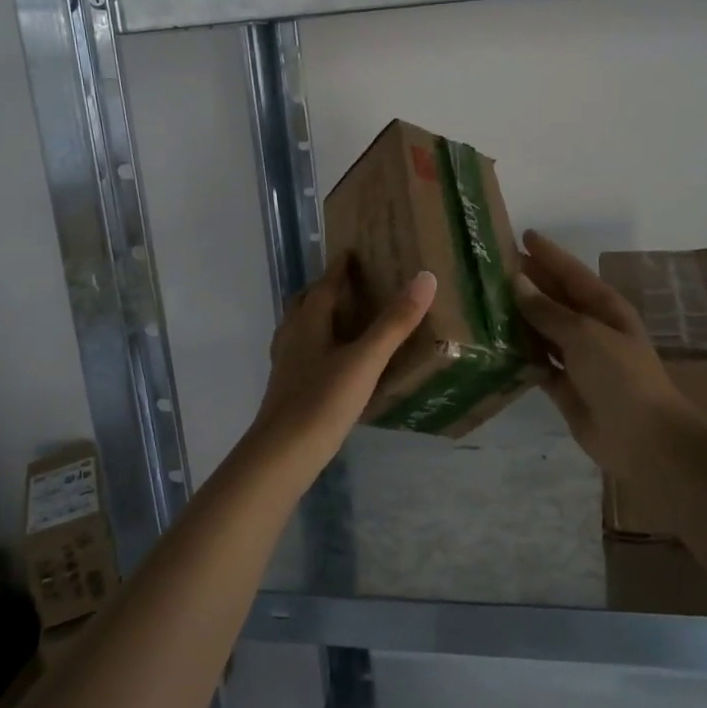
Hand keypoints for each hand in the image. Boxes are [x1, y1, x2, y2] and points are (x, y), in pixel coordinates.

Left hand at [246, 254, 437, 476]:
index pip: (323, 286)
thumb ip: (394, 323)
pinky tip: (329, 364)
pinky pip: (299, 355)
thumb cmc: (323, 401)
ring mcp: (284, 365)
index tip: (349, 253)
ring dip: (314, 318)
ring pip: (297, 330)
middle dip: (321, 290)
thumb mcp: (365, 360)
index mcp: (308, 323)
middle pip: (303, 304)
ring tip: (339, 320)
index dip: (337, 269)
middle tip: (345, 285)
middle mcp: (291, 337)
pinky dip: (314, 347)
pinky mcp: (285, 390)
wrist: (282, 454)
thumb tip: (424, 278)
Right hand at [512, 230, 693, 478]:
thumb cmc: (620, 376)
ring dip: (518, 317)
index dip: (548, 254)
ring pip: (542, 330)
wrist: (644, 439)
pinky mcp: (564, 387)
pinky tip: (492, 344)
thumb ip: (547, 310)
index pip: (571, 272)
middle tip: (491, 266)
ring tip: (483, 300)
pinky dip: (518, 354)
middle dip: (528, 283)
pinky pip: (536, 362)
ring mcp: (578, 359)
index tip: (522, 235)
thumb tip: (517, 281)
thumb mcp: (584, 334)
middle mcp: (590, 329)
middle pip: (554, 299)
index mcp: (605, 308)